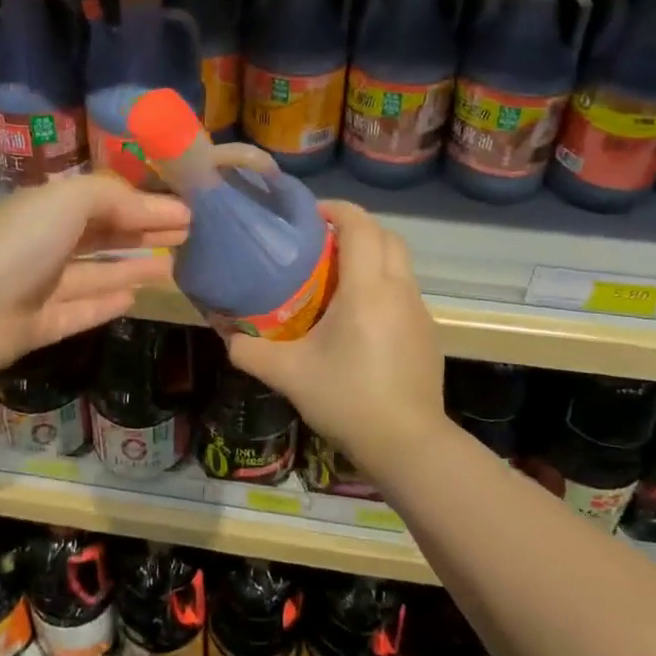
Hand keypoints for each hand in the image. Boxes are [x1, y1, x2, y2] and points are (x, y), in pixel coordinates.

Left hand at [0, 176, 190, 372]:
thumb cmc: (22, 241)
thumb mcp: (71, 200)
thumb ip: (118, 198)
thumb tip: (164, 207)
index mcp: (48, 208)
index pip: (106, 200)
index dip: (146, 204)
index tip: (187, 211)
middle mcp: (44, 243)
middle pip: (104, 235)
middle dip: (144, 232)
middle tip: (188, 236)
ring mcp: (40, 286)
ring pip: (96, 274)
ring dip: (133, 267)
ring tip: (173, 266)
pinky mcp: (40, 324)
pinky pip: (82, 310)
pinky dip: (107, 302)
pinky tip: (135, 298)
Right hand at [225, 201, 443, 480]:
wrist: (408, 445)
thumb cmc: (348, 399)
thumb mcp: (289, 375)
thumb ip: (250, 351)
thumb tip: (227, 335)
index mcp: (367, 289)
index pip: (360, 226)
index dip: (336, 209)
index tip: (310, 215)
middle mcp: (399, 290)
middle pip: (387, 236)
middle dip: (357, 229)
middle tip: (322, 244)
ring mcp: (419, 311)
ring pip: (399, 263)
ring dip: (372, 257)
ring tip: (337, 280)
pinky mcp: (428, 333)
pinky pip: (404, 291)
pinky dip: (383, 286)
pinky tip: (359, 319)